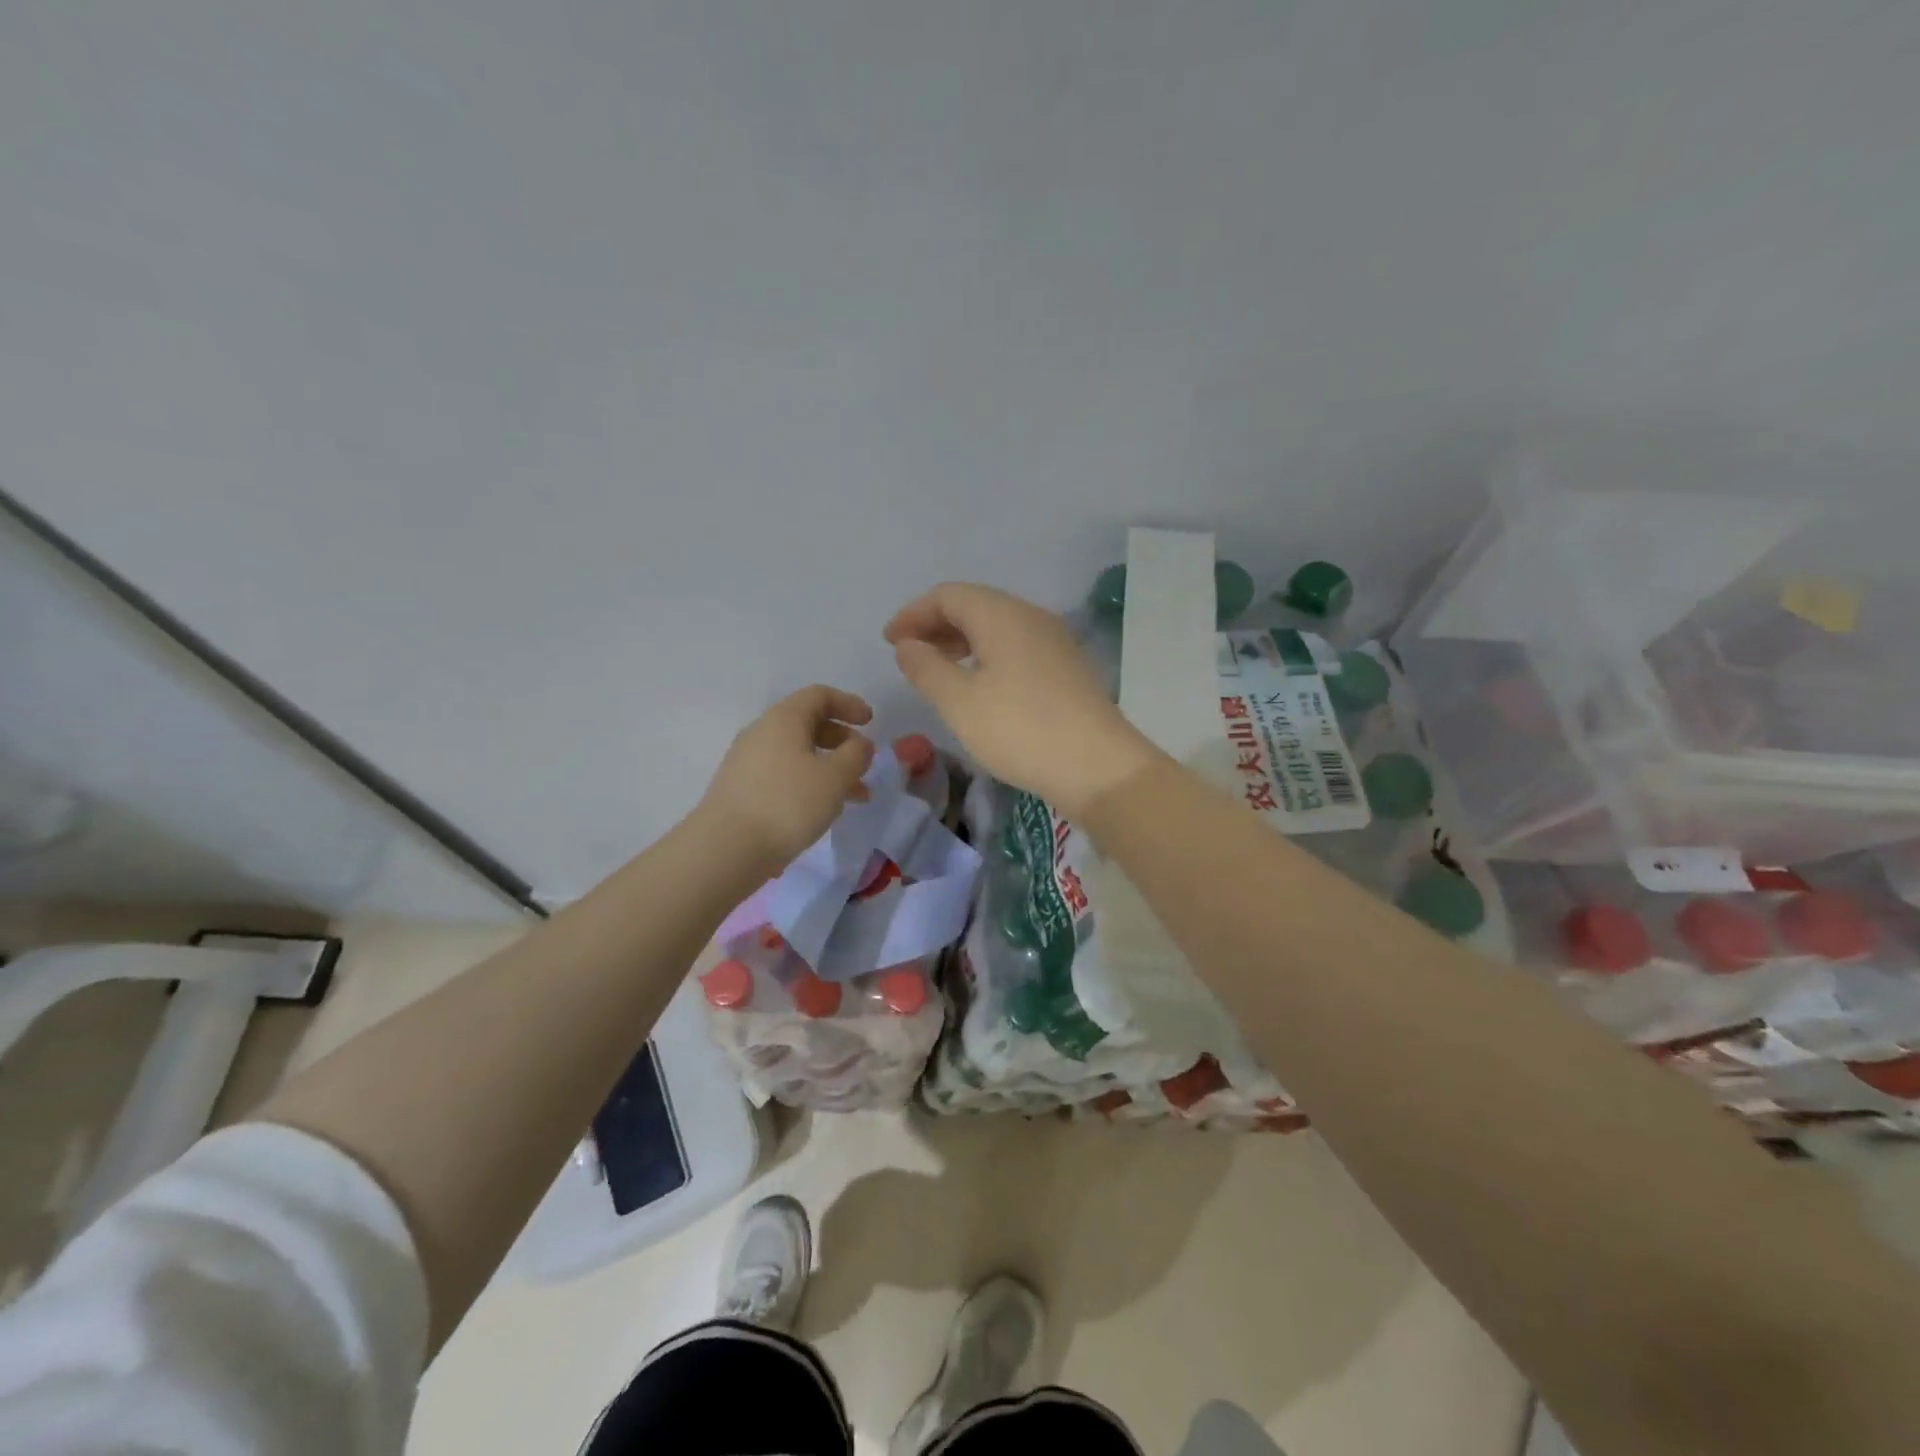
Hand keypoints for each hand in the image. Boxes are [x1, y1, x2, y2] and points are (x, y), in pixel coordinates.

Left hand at [697, 686, 875, 871]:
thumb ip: (856, 756)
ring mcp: (748, 762)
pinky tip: (822, 810)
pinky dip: (809, 783)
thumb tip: (860, 745)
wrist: (726, 848)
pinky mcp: (742, 789)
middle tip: (864, 763)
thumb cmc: (787, 803)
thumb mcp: (835, 777)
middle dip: (842, 741)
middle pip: (808, 724)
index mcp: (784, 719)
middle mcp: (762, 733)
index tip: (871, 722)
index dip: (849, 704)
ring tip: (855, 797)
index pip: (819, 695)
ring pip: (798, 754)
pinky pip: (784, 775)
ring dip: (830, 768)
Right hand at [885, 583, 1158, 817]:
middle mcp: (1031, 616)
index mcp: (1001, 615)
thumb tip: (908, 644)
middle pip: (975, 605)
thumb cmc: (1019, 729)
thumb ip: (926, 668)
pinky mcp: (1067, 668)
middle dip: (936, 625)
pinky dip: (988, 656)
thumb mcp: (959, 701)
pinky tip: (981, 687)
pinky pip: (1017, 647)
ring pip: (998, 627)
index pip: (948, 595)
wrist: (1098, 766)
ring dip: (962, 641)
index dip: (913, 614)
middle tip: (910, 656)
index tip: (889, 642)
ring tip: (939, 671)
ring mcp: (1055, 641)